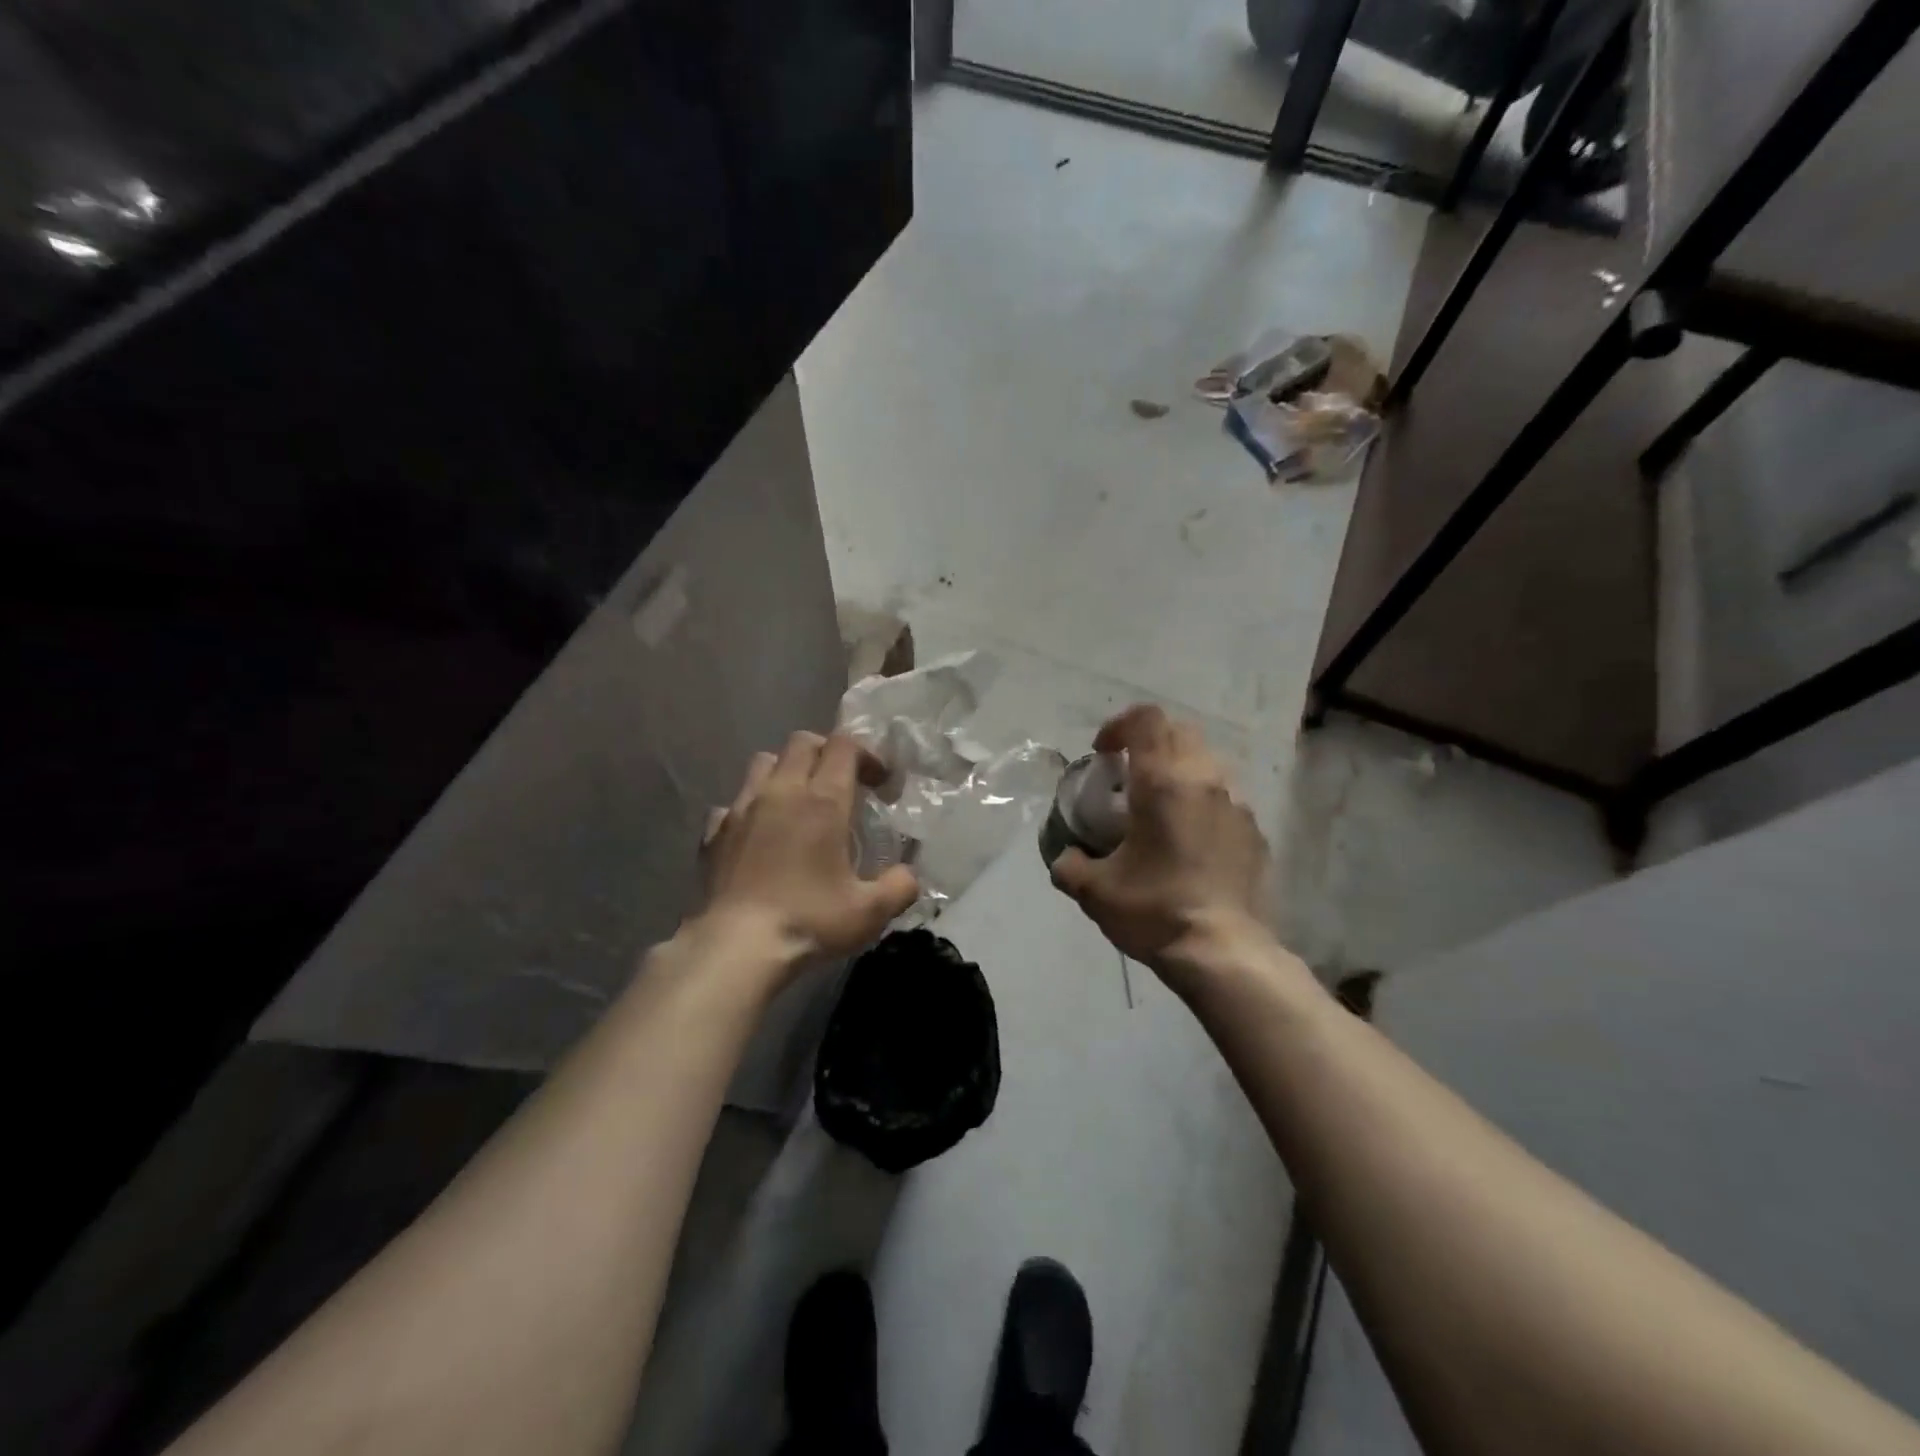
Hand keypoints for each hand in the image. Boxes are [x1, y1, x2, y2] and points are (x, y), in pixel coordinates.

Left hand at [694, 731, 919, 980]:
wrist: (736, 947)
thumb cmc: (809, 921)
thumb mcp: (870, 912)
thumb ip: (900, 886)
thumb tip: (908, 875)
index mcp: (823, 800)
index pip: (844, 745)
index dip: (867, 754)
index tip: (879, 784)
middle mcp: (781, 792)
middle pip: (802, 742)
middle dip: (827, 752)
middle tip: (843, 784)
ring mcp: (742, 809)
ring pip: (764, 762)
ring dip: (786, 770)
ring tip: (799, 801)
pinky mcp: (714, 832)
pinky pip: (733, 802)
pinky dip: (751, 808)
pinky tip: (759, 835)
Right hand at [1049, 705, 1268, 984]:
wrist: (1223, 952)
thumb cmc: (1155, 910)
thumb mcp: (1095, 891)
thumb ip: (1070, 865)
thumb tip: (1066, 857)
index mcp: (1163, 782)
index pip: (1146, 720)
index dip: (1119, 725)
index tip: (1103, 753)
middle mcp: (1204, 780)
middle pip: (1179, 732)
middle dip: (1149, 743)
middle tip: (1127, 776)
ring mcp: (1236, 804)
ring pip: (1206, 762)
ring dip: (1178, 770)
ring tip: (1159, 808)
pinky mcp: (1255, 831)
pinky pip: (1225, 797)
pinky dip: (1201, 801)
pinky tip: (1189, 840)